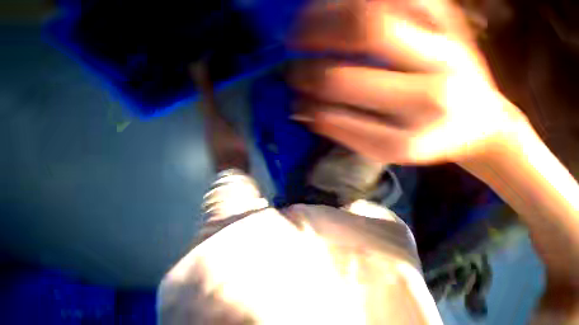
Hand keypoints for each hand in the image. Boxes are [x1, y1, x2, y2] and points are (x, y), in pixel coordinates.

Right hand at [291, 0, 526, 164]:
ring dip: (323, 21)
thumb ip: (342, 132)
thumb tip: (305, 112)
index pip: (343, 119)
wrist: (478, 122)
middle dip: (311, 69)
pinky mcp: (448, 20)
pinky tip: (330, 8)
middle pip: (353, 85)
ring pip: (373, 18)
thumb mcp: (382, 150)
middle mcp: (431, 92)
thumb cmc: (425, 141)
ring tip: (297, 31)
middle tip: (289, 69)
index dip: (312, 109)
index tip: (294, 105)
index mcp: (410, 136)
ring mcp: (445, 48)